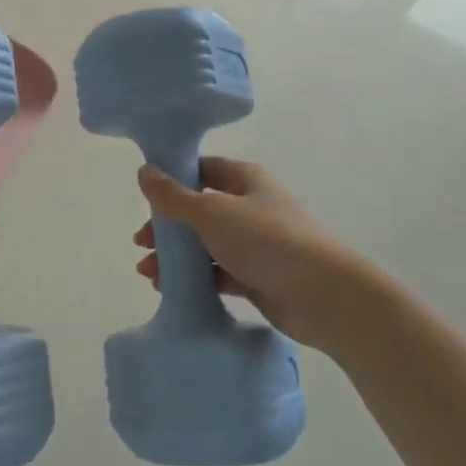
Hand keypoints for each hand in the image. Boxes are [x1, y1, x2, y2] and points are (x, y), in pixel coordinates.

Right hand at [132, 157, 381, 353]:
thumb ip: (173, 196)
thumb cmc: (266, 240)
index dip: (172, 180)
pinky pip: (218, 273)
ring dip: (176, 256)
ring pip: (206, 244)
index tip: (145, 197)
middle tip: (141, 242)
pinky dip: (195, 278)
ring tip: (147, 272)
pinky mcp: (258, 277)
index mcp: (244, 180)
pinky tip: (170, 289)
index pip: (201, 170)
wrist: (323, 296)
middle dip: (168, 226)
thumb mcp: (211, 212)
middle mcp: (250, 206)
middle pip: (199, 210)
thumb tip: (144, 170)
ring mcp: (255, 243)